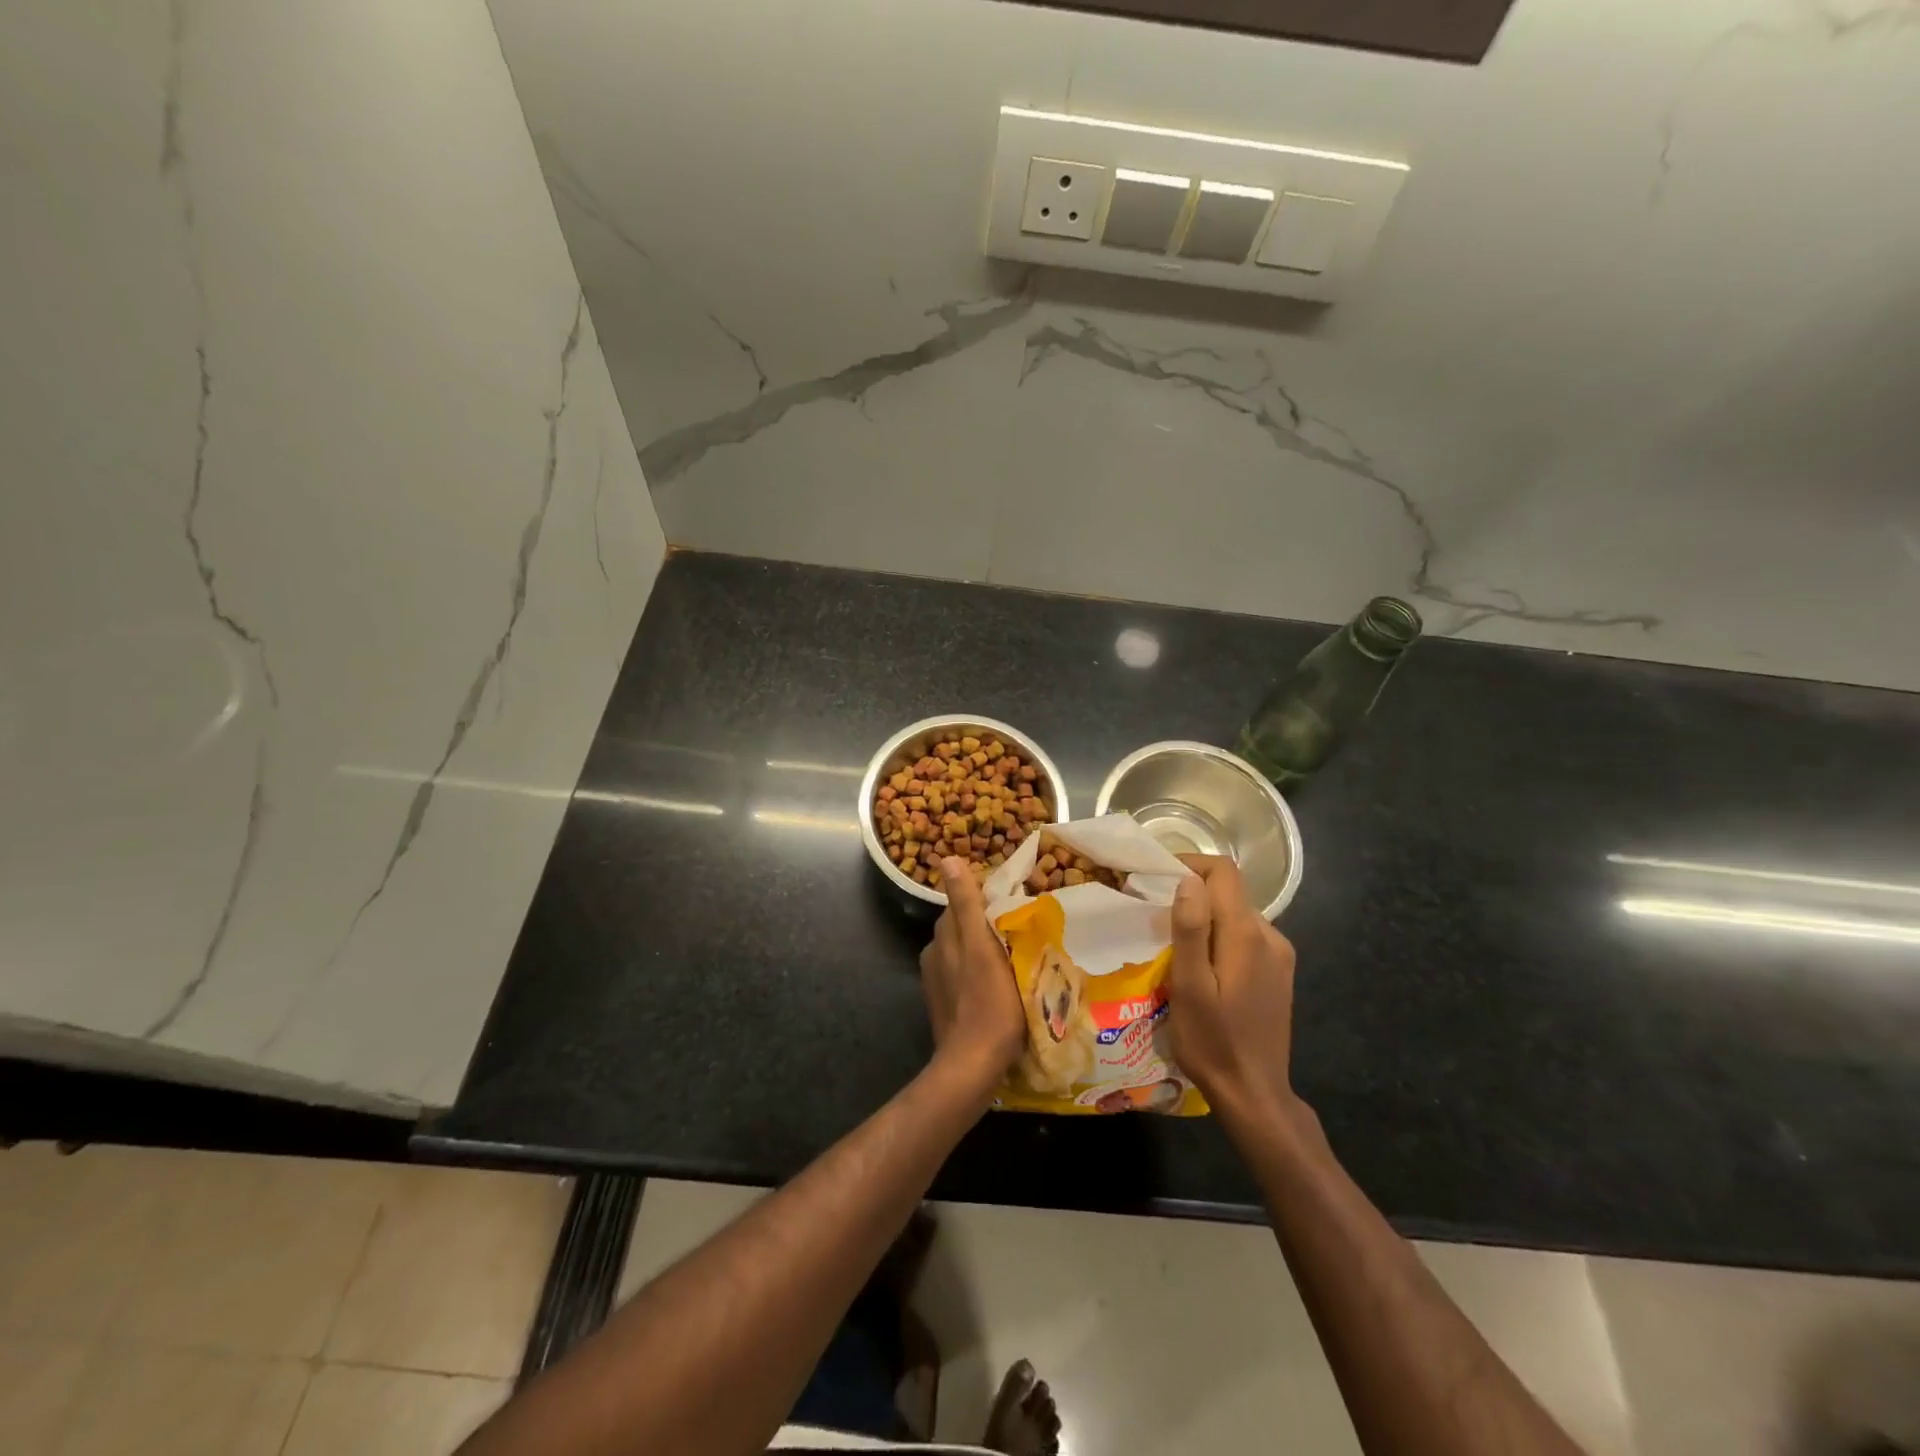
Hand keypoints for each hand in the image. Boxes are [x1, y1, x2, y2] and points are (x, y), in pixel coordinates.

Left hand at [920, 857, 1025, 1082]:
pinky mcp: (945, 1005)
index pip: (963, 903)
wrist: (974, 1064)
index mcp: (942, 936)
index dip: (988, 900)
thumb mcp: (981, 946)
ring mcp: (937, 982)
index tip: (1016, 904)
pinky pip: (965, 976)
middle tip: (1023, 930)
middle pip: (964, 927)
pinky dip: (981, 973)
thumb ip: (967, 903)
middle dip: (987, 923)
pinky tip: (1000, 986)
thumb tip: (947, 859)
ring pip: (965, 952)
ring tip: (1017, 957)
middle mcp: (933, 953)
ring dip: (985, 949)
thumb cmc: (988, 1001)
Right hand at [1168, 854, 1301, 1125]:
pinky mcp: (1279, 974)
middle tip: (1156, 918)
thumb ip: (1191, 929)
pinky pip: (1246, 938)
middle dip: (1192, 894)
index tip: (1157, 879)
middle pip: (1229, 892)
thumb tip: (1188, 880)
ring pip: (1237, 915)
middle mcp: (1270, 935)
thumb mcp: (1190, 986)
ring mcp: (1279, 955)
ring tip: (1175, 946)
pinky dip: (1221, 938)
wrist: (1254, 1093)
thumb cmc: (1212, 1040)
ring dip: (1206, 918)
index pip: (1224, 872)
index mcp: (1247, 934)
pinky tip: (1203, 968)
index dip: (1190, 864)